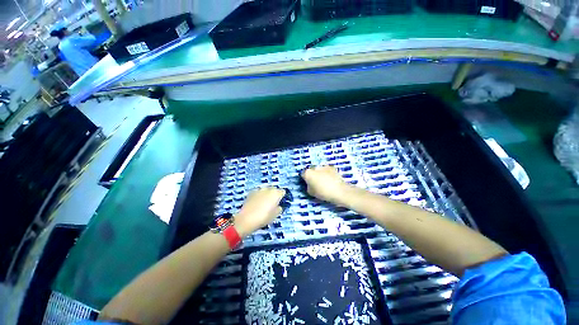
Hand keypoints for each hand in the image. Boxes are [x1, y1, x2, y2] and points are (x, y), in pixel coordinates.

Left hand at [235, 188, 285, 237]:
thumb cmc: (263, 218)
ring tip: (263, 204)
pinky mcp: (251, 192)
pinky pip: (258, 192)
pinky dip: (258, 196)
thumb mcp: (275, 215)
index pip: (282, 192)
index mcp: (276, 194)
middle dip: (274, 195)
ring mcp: (259, 190)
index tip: (280, 202)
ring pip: (265, 190)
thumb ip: (279, 208)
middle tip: (272, 204)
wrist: (246, 219)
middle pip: (274, 189)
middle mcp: (268, 189)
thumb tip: (278, 206)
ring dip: (266, 195)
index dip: (282, 197)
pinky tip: (256, 203)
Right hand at [302, 166, 350, 204]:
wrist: (339, 191)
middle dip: (313, 175)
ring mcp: (324, 166)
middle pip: (311, 170)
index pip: (303, 174)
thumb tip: (310, 184)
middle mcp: (315, 167)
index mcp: (308, 173)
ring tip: (325, 181)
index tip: (308, 183)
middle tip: (316, 182)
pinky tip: (331, 179)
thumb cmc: (323, 193)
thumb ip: (308, 186)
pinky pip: (327, 170)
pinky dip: (327, 173)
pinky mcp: (332, 167)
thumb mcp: (311, 193)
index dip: (305, 179)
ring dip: (320, 173)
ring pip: (319, 169)